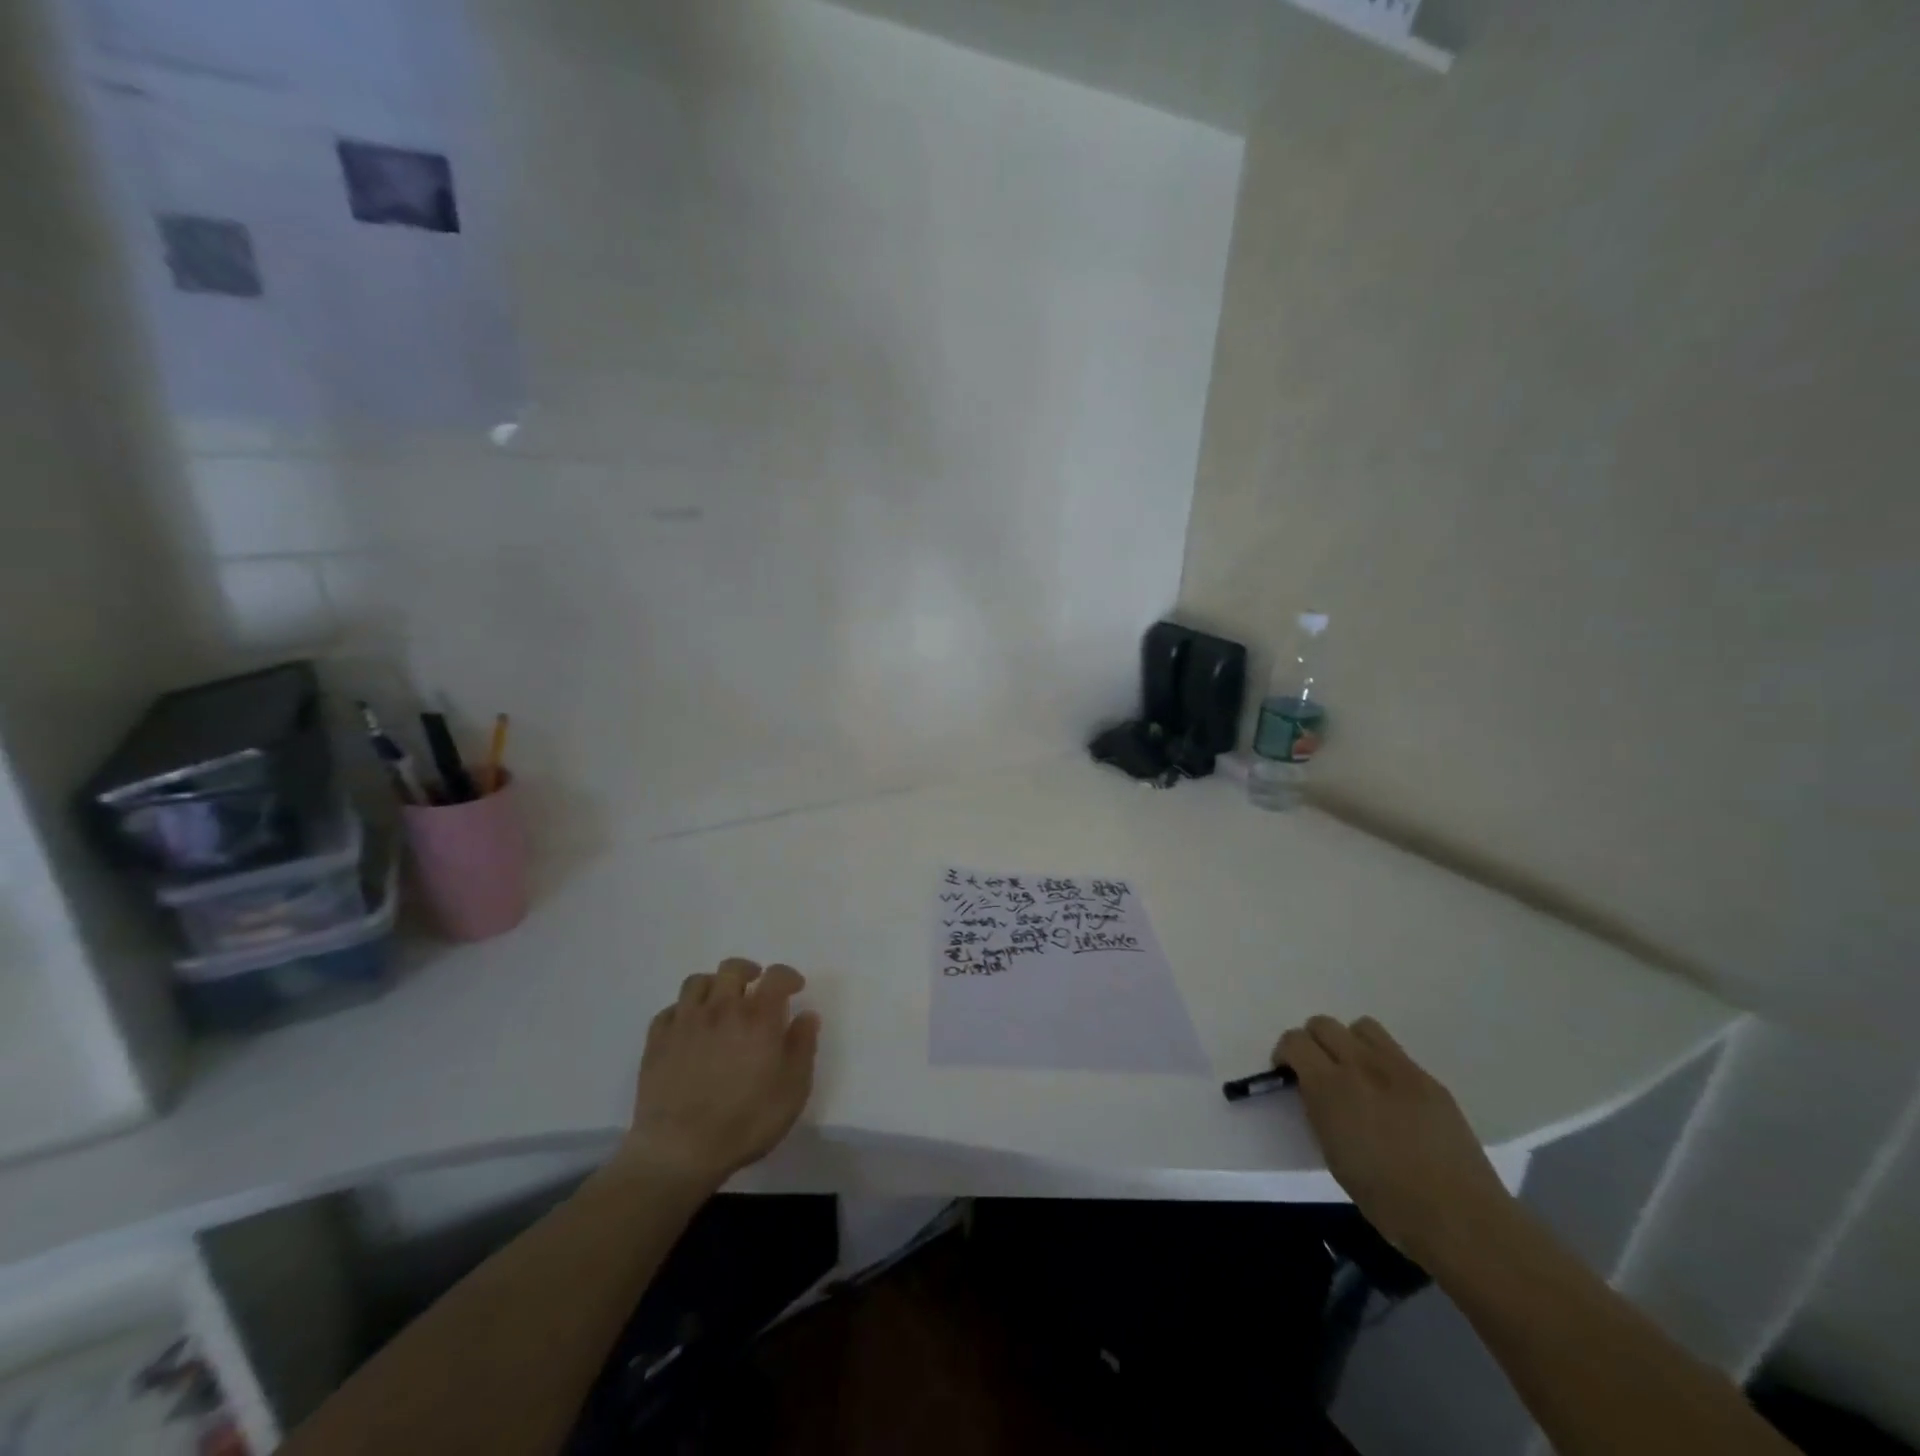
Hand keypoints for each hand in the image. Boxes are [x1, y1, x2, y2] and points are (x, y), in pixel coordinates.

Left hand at [621, 958, 821, 1189]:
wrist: (679, 1151)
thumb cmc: (745, 1122)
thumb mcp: (792, 1090)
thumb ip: (803, 1048)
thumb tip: (807, 1016)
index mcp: (758, 1017)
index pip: (775, 976)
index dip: (787, 976)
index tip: (794, 987)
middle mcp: (721, 1008)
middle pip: (732, 969)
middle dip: (749, 972)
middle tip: (756, 986)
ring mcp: (685, 1022)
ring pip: (697, 982)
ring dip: (714, 985)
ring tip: (721, 1000)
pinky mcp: (657, 1041)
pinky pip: (670, 1010)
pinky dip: (684, 1010)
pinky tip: (690, 1026)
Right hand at [1276, 1015, 1516, 1267]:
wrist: (1460, 1219)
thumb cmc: (1386, 1200)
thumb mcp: (1333, 1154)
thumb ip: (1319, 1110)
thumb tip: (1316, 1091)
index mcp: (1330, 1087)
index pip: (1295, 1041)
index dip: (1286, 1054)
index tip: (1289, 1075)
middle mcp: (1361, 1065)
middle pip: (1324, 1024)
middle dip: (1314, 1042)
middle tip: (1318, 1071)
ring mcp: (1400, 1069)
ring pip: (1362, 1027)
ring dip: (1349, 1043)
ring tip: (1356, 1074)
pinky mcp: (1430, 1080)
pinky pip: (1396, 1053)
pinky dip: (1382, 1064)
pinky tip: (1392, 1097)